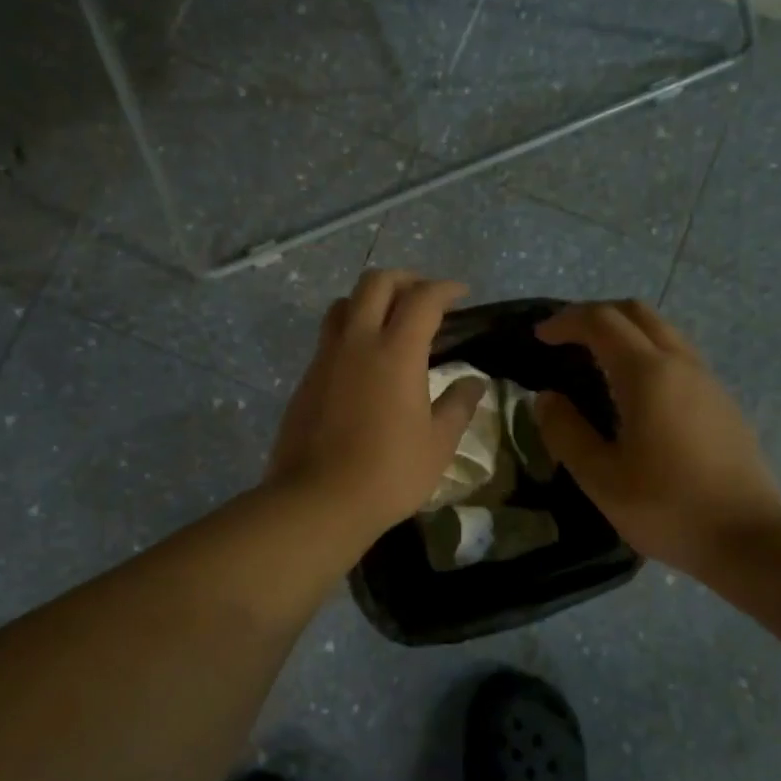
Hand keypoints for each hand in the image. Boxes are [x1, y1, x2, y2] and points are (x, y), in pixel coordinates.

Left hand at [269, 270, 487, 543]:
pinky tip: (365, 359)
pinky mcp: (306, 377)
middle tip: (425, 298)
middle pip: (376, 283)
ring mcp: (326, 357)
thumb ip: (458, 406)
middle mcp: (357, 342)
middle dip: (405, 279)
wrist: (318, 500)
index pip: (422, 299)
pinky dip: (351, 329)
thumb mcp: (437, 444)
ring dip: (370, 299)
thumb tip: (473, 382)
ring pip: (345, 303)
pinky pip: (329, 335)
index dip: (445, 289)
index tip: (461, 294)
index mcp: (396, 351)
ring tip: (390, 321)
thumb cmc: (389, 473)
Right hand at [533, 301, 780, 574]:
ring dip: (625, 331)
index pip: (601, 321)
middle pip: (636, 312)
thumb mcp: (601, 478)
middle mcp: (680, 364)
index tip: (540, 336)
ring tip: (596, 360)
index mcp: (648, 374)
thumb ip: (566, 432)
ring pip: (662, 330)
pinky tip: (636, 391)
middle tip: (566, 337)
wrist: (751, 540)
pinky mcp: (722, 401)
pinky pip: (679, 355)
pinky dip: (647, 352)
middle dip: (596, 314)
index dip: (565, 321)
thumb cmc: (668, 508)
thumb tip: (546, 399)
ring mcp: (707, 380)